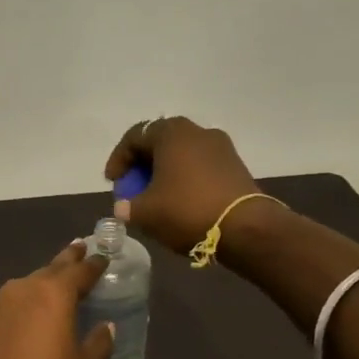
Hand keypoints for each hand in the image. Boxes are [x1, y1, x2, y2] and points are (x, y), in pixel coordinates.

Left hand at [0, 242, 115, 358]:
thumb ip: (99, 342)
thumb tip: (105, 326)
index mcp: (54, 293)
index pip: (80, 270)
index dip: (94, 264)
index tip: (103, 257)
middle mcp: (24, 287)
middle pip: (52, 268)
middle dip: (68, 259)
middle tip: (81, 249)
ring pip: (29, 283)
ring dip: (45, 281)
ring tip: (59, 283)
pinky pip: (12, 301)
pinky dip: (27, 300)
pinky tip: (32, 311)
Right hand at [104, 116, 260, 252]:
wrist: (245, 227)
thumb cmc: (187, 210)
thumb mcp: (145, 212)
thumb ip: (127, 207)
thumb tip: (124, 207)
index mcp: (171, 133)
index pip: (135, 137)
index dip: (118, 160)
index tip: (113, 182)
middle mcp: (197, 131)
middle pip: (160, 143)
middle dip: (142, 165)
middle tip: (133, 188)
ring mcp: (221, 147)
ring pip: (182, 154)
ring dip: (165, 172)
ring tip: (156, 197)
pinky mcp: (235, 166)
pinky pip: (200, 166)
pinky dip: (185, 179)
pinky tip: (180, 202)